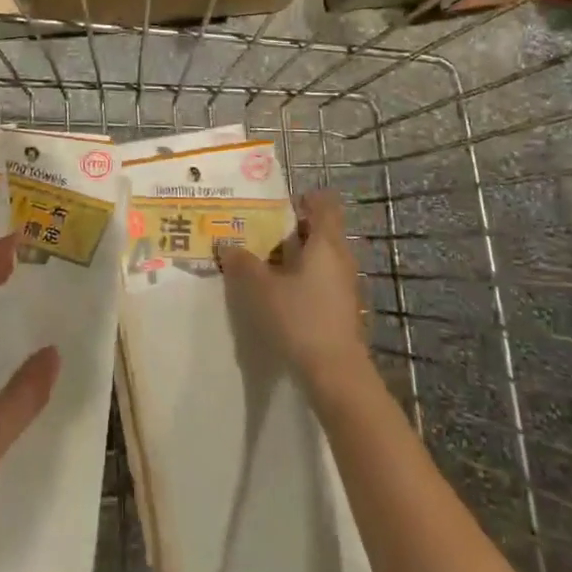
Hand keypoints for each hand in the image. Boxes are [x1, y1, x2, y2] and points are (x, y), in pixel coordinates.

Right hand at [219, 190, 370, 397]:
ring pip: (319, 256)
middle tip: (258, 233)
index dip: (303, 198)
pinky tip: (278, 293)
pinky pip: (320, 279)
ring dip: (294, 255)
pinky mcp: (341, 307)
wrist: (336, 373)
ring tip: (262, 264)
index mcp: (326, 242)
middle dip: (290, 229)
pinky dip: (301, 278)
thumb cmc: (300, 318)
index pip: (324, 203)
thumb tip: (226, 244)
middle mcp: (340, 257)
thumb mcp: (260, 289)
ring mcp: (344, 284)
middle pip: (320, 229)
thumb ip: (242, 263)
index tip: (275, 206)